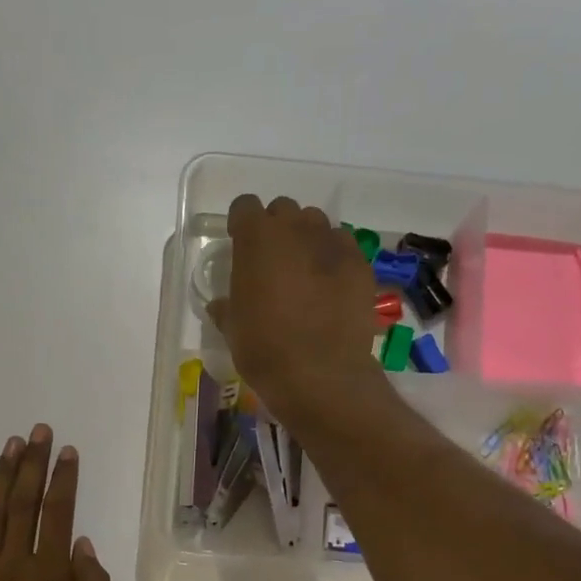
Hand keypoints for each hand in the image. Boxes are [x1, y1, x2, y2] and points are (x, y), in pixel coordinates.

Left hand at [0, 426, 111, 580]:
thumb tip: (84, 545)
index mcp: (51, 578)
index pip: (60, 514)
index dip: (64, 479)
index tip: (68, 451)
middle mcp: (14, 567)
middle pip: (25, 504)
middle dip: (33, 464)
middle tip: (39, 431)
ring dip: (1, 477)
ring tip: (10, 446)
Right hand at [209, 194, 381, 428]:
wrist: (320, 374)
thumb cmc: (264, 349)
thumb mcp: (233, 329)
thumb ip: (226, 307)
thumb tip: (220, 305)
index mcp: (256, 239)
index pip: (245, 206)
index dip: (241, 224)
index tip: (240, 244)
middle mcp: (295, 229)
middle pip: (284, 210)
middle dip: (277, 229)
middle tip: (273, 261)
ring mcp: (332, 243)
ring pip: (316, 224)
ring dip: (306, 240)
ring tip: (305, 272)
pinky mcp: (360, 263)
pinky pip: (343, 246)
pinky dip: (334, 259)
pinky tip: (331, 287)